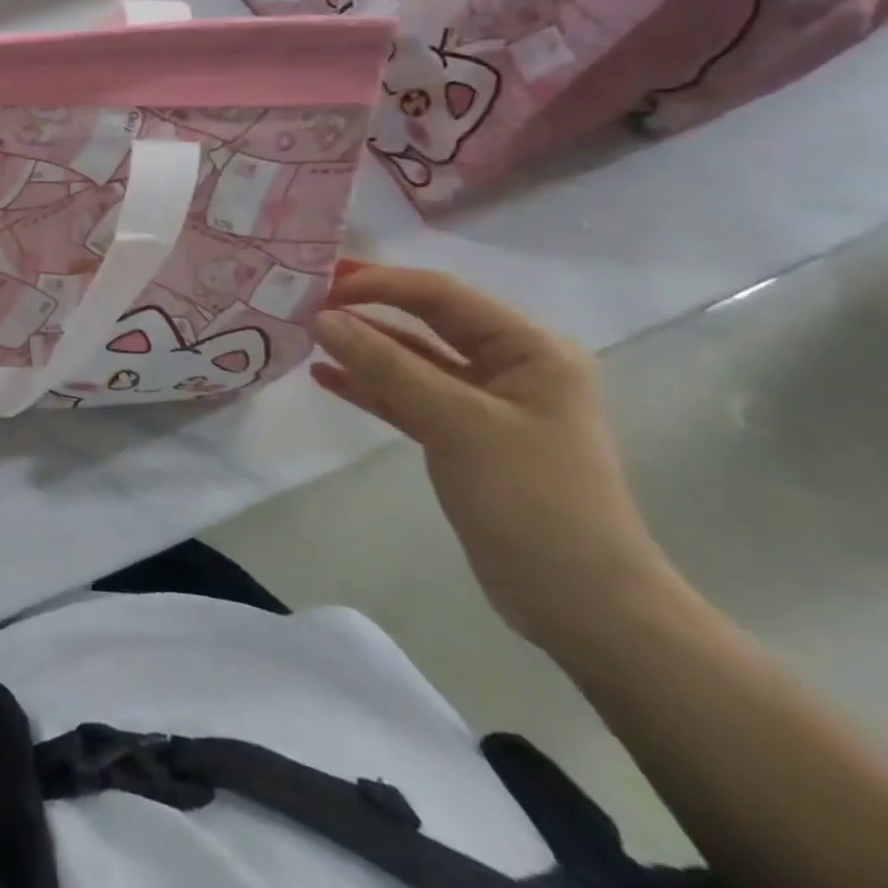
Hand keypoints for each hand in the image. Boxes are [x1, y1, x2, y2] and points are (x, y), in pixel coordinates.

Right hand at [311, 262, 680, 657]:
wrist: (581, 606)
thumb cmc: (533, 502)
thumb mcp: (457, 424)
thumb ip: (387, 367)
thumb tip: (322, 318)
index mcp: (528, 348)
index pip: (442, 295)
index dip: (380, 283)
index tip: (321, 281)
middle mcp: (507, 365)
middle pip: (425, 321)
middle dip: (367, 308)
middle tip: (306, 296)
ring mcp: (482, 403)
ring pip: (411, 360)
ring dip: (362, 347)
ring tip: (306, 332)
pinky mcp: (460, 437)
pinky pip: (406, 397)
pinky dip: (368, 386)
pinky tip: (325, 376)